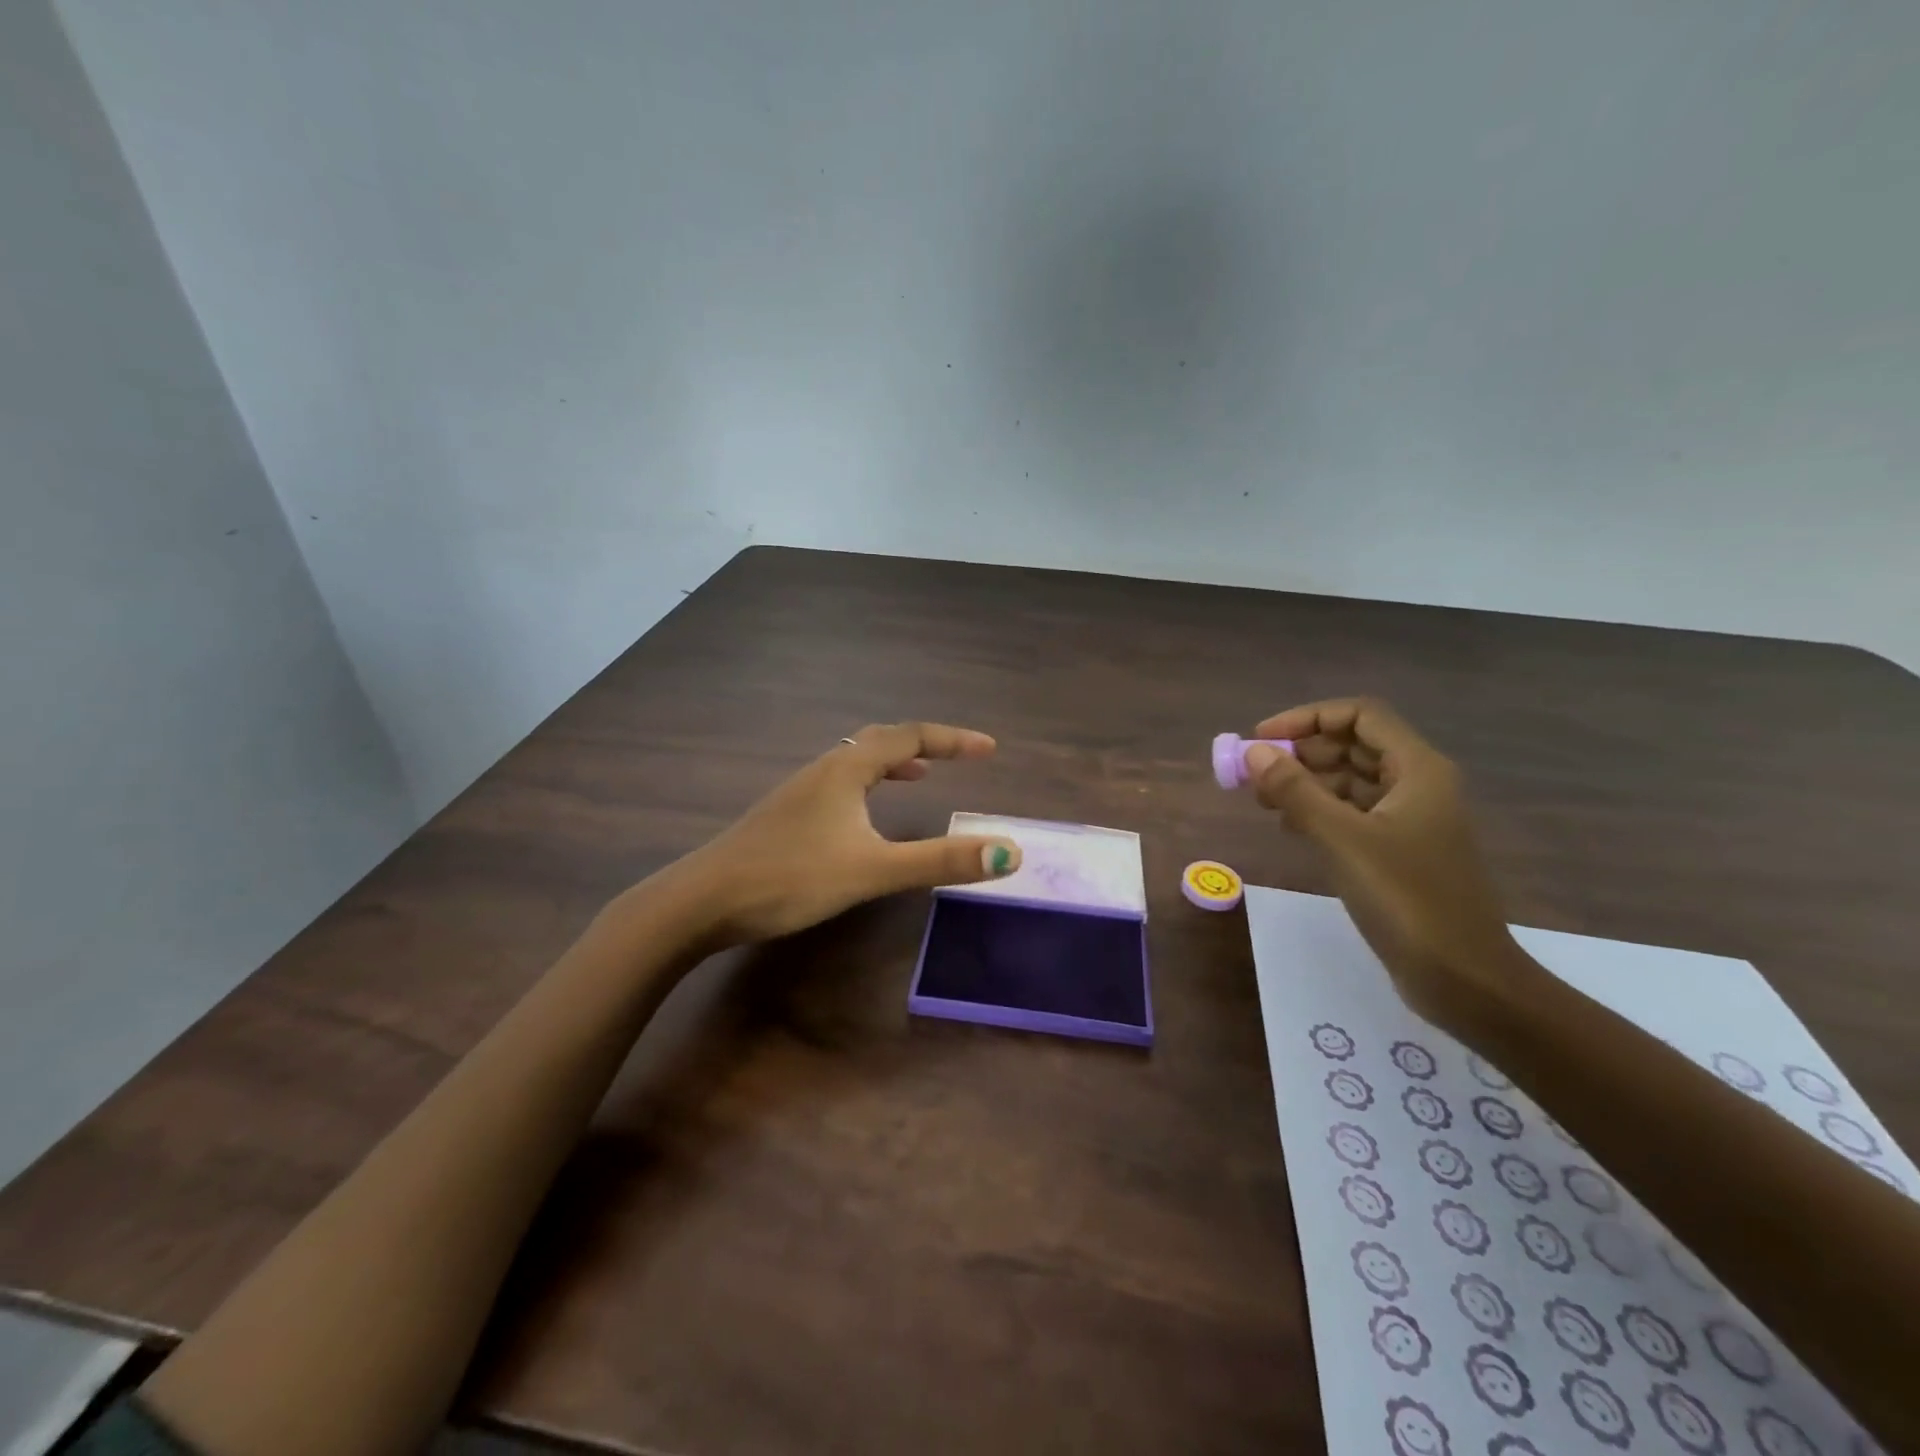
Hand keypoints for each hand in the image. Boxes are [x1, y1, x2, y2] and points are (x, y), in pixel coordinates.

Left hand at [669, 721, 1021, 945]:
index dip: (952, 740)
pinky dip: (867, 786)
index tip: (989, 749)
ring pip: (855, 762)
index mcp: (846, 769)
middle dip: (924, 745)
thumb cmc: (791, 877)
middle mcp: (823, 769)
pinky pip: (839, 785)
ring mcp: (800, 792)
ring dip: (893, 763)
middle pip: (880, 740)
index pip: (909, 737)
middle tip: (958, 758)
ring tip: (919, 777)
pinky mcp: (786, 815)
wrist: (703, 901)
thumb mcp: (873, 869)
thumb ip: (939, 861)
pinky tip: (863, 818)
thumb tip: (1008, 851)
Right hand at [1244, 699, 1530, 1032]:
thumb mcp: (1342, 839)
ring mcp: (1411, 819)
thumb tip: (1254, 751)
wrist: (1463, 978)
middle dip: (1302, 752)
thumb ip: (1295, 791)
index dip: (1307, 719)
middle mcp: (1418, 785)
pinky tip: (1291, 827)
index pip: (1359, 715)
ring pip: (1351, 780)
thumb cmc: (1407, 900)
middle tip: (1255, 773)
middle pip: (1353, 745)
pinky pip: (1354, 813)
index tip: (1261, 739)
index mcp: (1418, 769)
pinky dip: (1320, 810)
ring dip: (1307, 782)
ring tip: (1265, 800)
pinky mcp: (1400, 850)